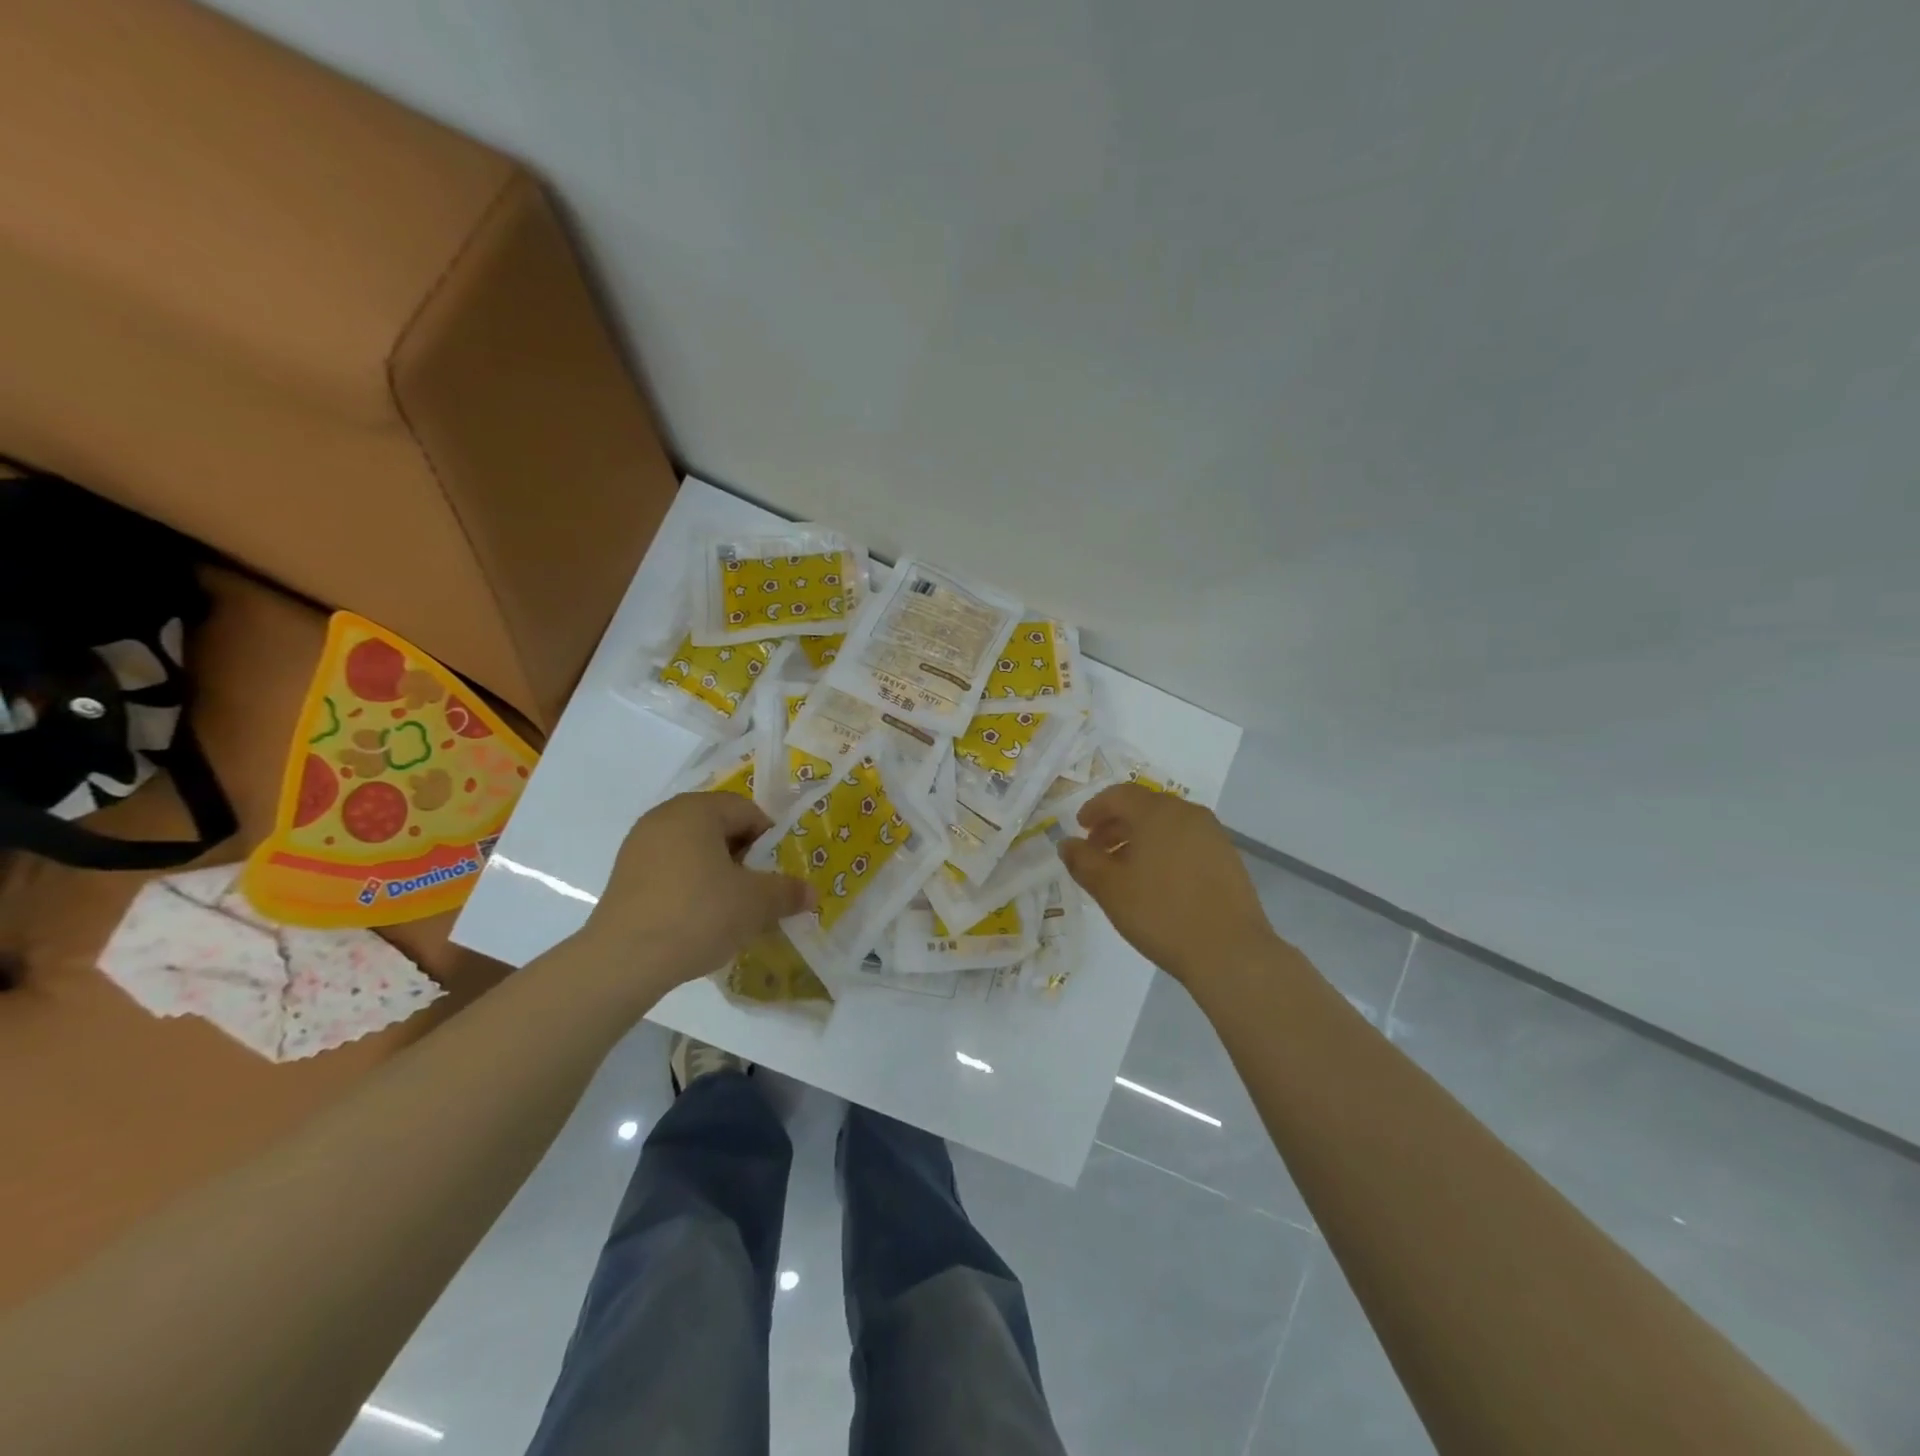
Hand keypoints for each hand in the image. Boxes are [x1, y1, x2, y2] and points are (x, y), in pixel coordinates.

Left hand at [574, 792, 814, 999]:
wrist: (623, 961)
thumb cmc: (698, 914)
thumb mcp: (755, 903)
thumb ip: (787, 891)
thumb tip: (810, 893)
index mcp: (696, 810)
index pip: (747, 811)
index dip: (771, 839)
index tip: (779, 871)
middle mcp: (664, 818)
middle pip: (719, 828)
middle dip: (745, 858)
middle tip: (761, 890)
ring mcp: (639, 847)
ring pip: (695, 851)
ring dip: (719, 874)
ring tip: (733, 909)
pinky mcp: (624, 878)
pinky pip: (671, 871)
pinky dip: (692, 887)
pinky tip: (700, 920)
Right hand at [1058, 785, 1278, 984]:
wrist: (1230, 952)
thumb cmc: (1161, 914)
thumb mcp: (1110, 889)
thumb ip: (1083, 861)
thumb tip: (1066, 843)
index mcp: (1157, 812)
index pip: (1119, 795)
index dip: (1095, 808)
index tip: (1080, 829)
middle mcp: (1188, 813)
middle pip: (1144, 806)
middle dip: (1116, 823)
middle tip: (1097, 850)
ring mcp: (1213, 835)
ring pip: (1166, 824)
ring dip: (1140, 837)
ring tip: (1124, 869)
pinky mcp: (1228, 857)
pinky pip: (1186, 840)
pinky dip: (1164, 849)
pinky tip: (1157, 881)